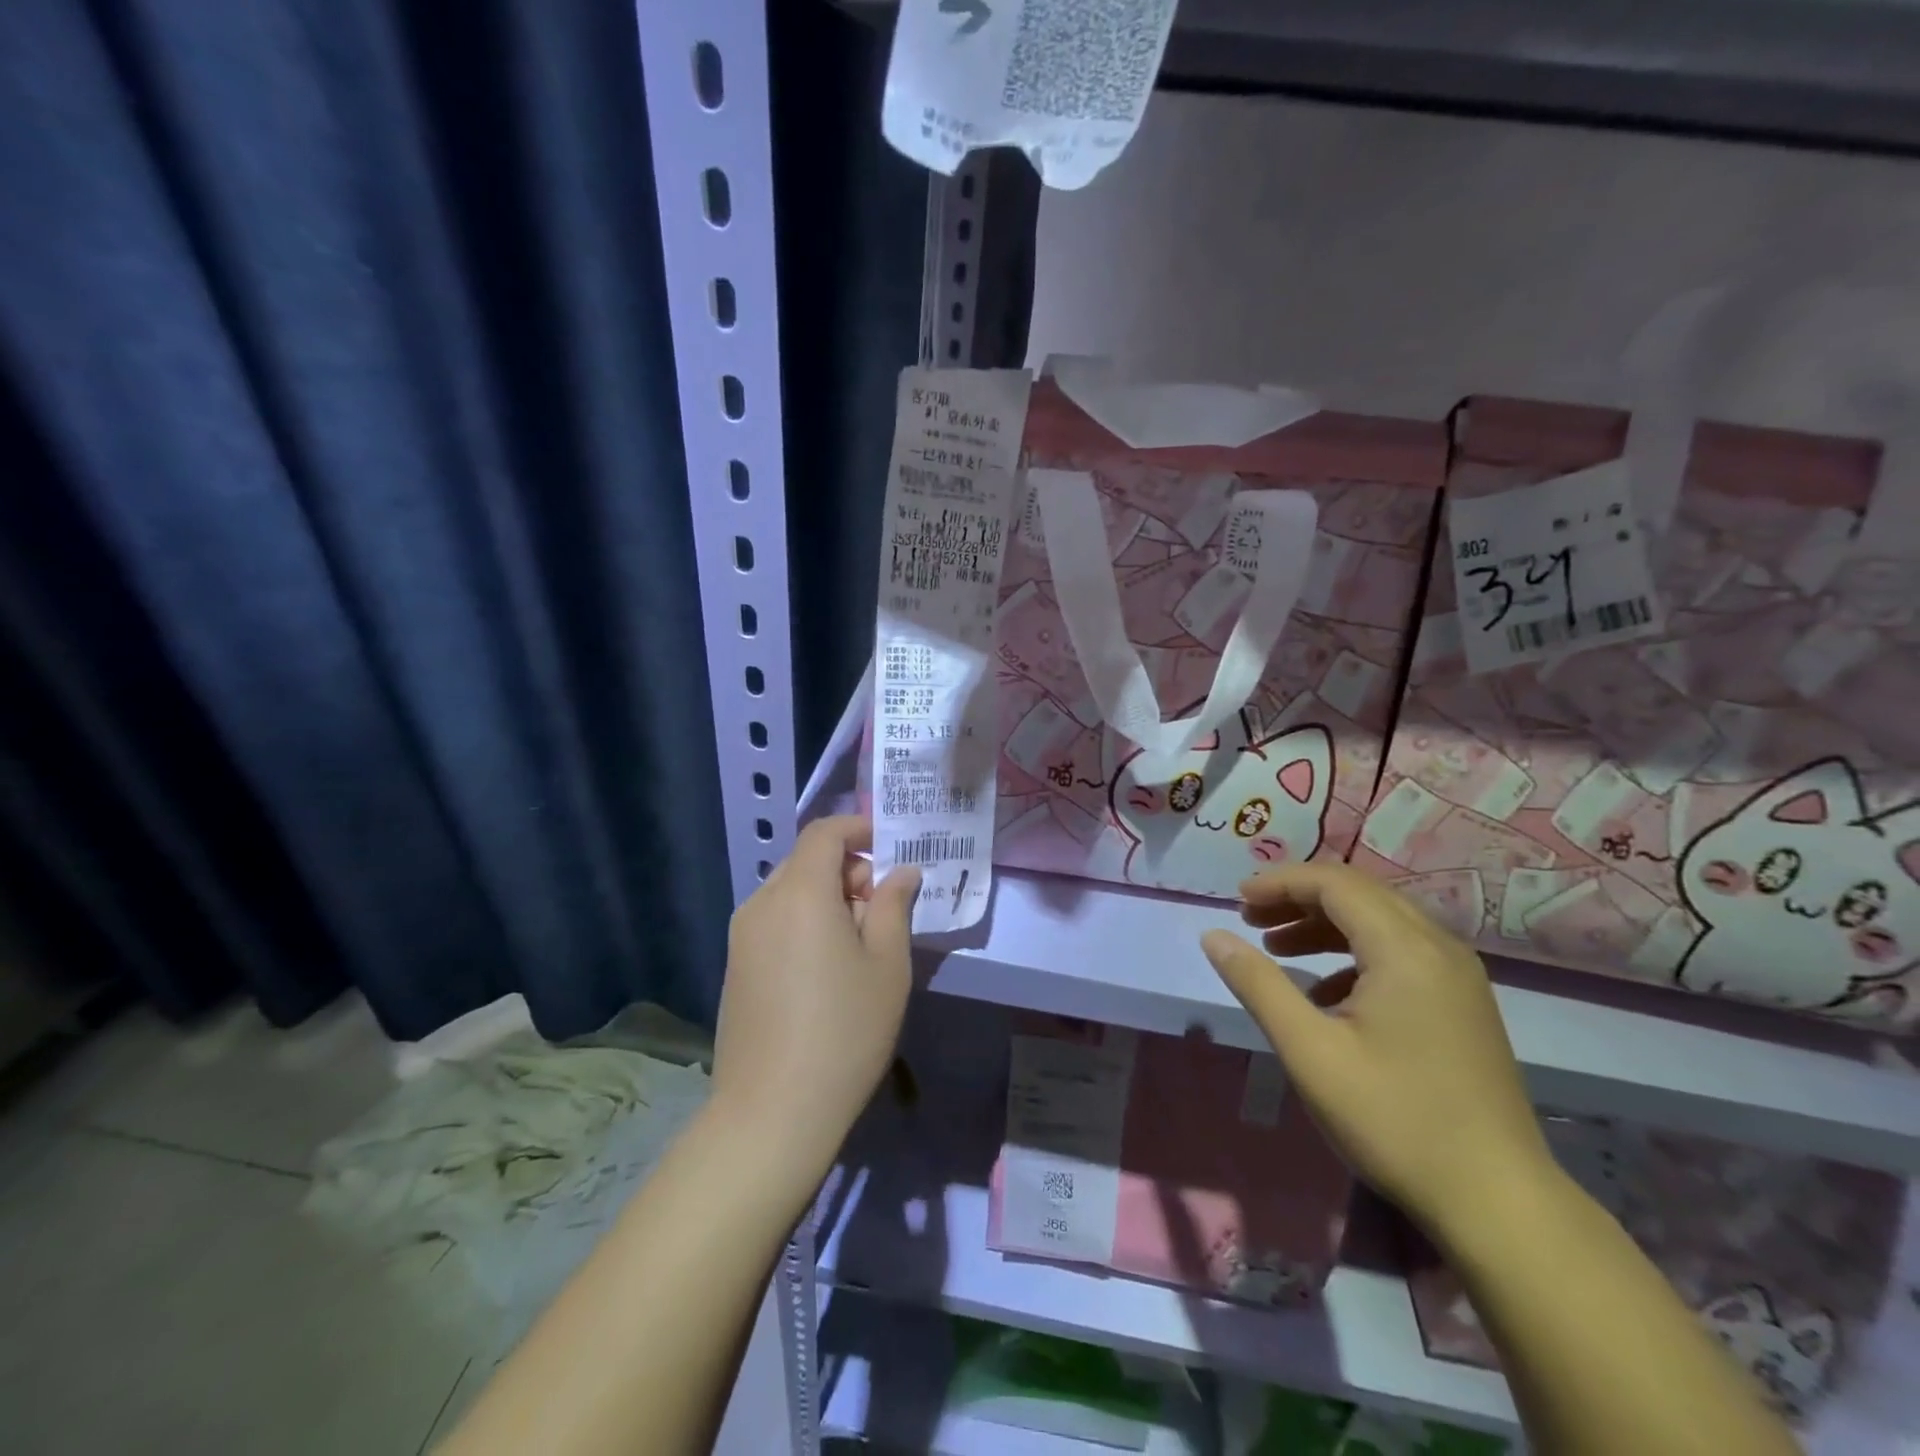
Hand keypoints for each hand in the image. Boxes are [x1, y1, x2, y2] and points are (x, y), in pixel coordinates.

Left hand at [712, 815, 920, 1176]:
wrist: (771, 1113)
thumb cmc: (844, 1031)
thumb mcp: (887, 965)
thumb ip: (895, 906)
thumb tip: (901, 873)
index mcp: (800, 892)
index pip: (825, 833)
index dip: (859, 829)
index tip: (891, 849)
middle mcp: (762, 902)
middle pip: (807, 860)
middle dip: (848, 868)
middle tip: (884, 907)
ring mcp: (742, 935)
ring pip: (790, 891)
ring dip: (827, 896)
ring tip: (860, 941)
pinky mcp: (736, 965)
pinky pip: (775, 920)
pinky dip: (805, 920)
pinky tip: (826, 967)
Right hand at [1200, 862, 1553, 1239]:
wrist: (1498, 1203)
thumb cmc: (1395, 1120)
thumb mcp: (1310, 1051)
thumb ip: (1258, 984)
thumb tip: (1213, 936)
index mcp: (1405, 949)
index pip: (1334, 883)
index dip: (1280, 883)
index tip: (1236, 901)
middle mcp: (1438, 947)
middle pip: (1359, 894)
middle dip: (1298, 898)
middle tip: (1250, 919)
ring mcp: (1458, 977)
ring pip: (1380, 922)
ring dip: (1324, 924)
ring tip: (1275, 948)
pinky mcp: (1463, 1005)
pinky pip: (1400, 952)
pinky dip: (1353, 953)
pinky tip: (1325, 992)